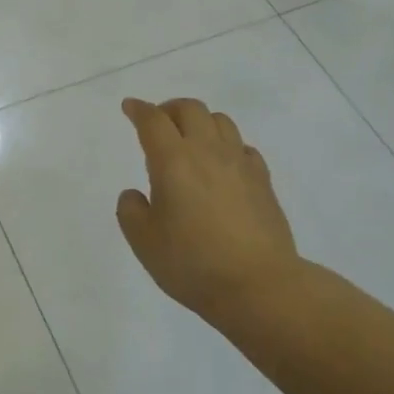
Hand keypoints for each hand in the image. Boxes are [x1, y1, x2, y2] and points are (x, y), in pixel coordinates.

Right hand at [116, 97, 299, 320]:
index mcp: (173, 161)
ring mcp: (239, 163)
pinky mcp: (263, 180)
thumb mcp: (144, 242)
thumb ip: (131, 211)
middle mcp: (207, 151)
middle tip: (159, 125)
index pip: (153, 121)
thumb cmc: (193, 264)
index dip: (138, 110)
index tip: (130, 107)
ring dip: (200, 122)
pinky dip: (227, 146)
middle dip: (170, 109)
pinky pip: (243, 147)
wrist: (259, 286)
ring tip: (191, 141)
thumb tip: (135, 194)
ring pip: (220, 121)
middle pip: (191, 109)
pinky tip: (222, 165)